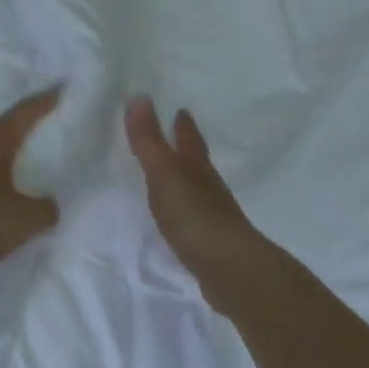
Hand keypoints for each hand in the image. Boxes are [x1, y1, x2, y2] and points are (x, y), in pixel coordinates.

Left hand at [0, 88, 61, 263]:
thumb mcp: (24, 220)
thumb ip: (45, 209)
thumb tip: (49, 205)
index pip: (26, 111)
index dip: (47, 100)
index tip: (62, 88)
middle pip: (5, 124)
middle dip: (26, 124)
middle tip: (48, 122)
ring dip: (5, 146)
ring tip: (25, 152)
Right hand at [124, 95, 254, 262]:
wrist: (230, 271)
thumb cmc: (194, 216)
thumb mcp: (165, 173)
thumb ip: (149, 140)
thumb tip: (139, 96)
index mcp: (198, 168)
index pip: (190, 140)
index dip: (184, 126)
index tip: (181, 110)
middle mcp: (210, 189)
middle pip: (198, 163)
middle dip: (189, 149)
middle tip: (178, 135)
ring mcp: (214, 218)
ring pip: (199, 191)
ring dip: (188, 181)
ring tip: (174, 177)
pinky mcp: (211, 246)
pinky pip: (195, 219)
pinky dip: (187, 212)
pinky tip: (179, 220)